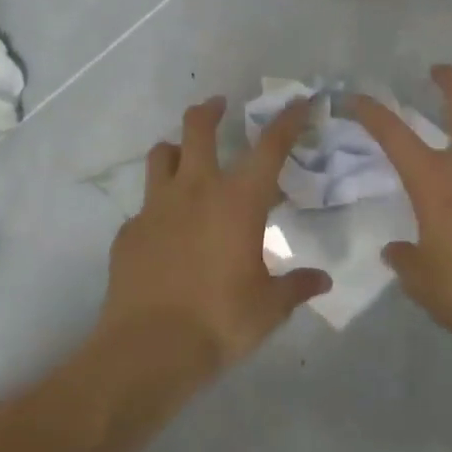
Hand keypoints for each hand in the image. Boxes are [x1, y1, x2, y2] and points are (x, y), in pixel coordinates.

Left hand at [99, 96, 331, 370]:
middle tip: (220, 106)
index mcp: (238, 201)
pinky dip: (159, 205)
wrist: (148, 348)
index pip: (269, 147)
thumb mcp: (269, 307)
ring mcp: (156, 207)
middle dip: (211, 110)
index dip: (287, 120)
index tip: (298, 102)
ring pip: (161, 155)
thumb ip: (297, 287)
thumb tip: (322, 281)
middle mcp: (196, 191)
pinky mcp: (129, 231)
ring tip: (185, 156)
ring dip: (176, 148)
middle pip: (197, 128)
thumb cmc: (220, 320)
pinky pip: (145, 205)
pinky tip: (166, 229)